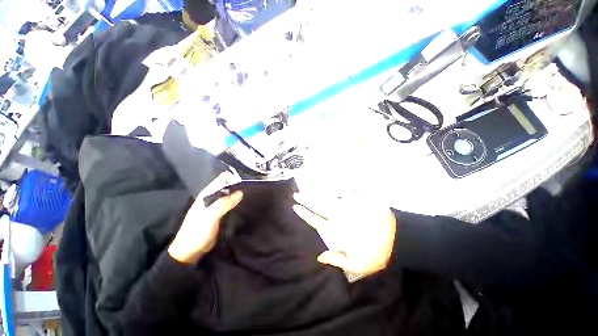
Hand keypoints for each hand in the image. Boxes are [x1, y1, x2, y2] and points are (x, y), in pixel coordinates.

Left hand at [168, 172, 242, 263]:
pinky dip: (237, 203)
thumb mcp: (210, 217)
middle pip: (228, 185)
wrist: (189, 252)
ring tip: (249, 198)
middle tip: (250, 192)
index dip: (234, 178)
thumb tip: (240, 192)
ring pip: (230, 194)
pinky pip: (230, 204)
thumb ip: (224, 204)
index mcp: (207, 194)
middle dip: (238, 186)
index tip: (245, 184)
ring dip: (238, 195)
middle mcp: (211, 197)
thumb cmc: (197, 233)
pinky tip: (244, 206)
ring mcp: (215, 206)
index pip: (222, 178)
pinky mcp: (219, 214)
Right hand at [293, 192, 396, 276]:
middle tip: (296, 194)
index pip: (316, 221)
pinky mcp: (357, 204)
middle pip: (319, 207)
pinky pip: (343, 196)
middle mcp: (339, 218)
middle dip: (306, 200)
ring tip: (308, 189)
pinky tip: (328, 188)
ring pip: (329, 199)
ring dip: (317, 194)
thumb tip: (319, 255)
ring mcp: (348, 209)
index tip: (295, 207)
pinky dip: (334, 192)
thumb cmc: (375, 254)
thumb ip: (336, 259)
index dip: (305, 214)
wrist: (396, 238)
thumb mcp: (355, 265)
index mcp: (337, 232)